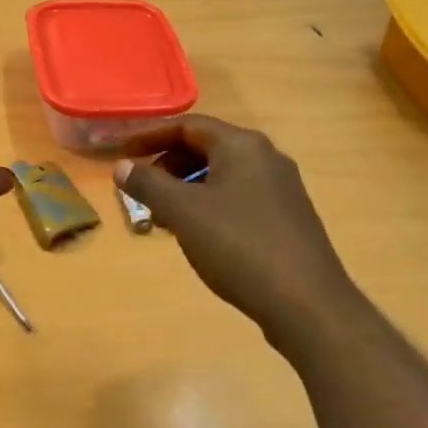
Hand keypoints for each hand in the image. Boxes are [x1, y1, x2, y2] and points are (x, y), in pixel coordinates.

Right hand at [117, 116, 367, 359]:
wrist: (306, 301)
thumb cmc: (239, 246)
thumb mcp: (184, 213)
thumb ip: (149, 185)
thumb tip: (122, 166)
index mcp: (243, 146)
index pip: (188, 125)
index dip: (150, 135)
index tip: (121, 151)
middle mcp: (266, 158)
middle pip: (207, 147)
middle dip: (168, 165)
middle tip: (141, 190)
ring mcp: (281, 189)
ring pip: (222, 176)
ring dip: (187, 188)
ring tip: (163, 218)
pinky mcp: (287, 218)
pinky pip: (238, 198)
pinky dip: (209, 206)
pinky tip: (198, 235)